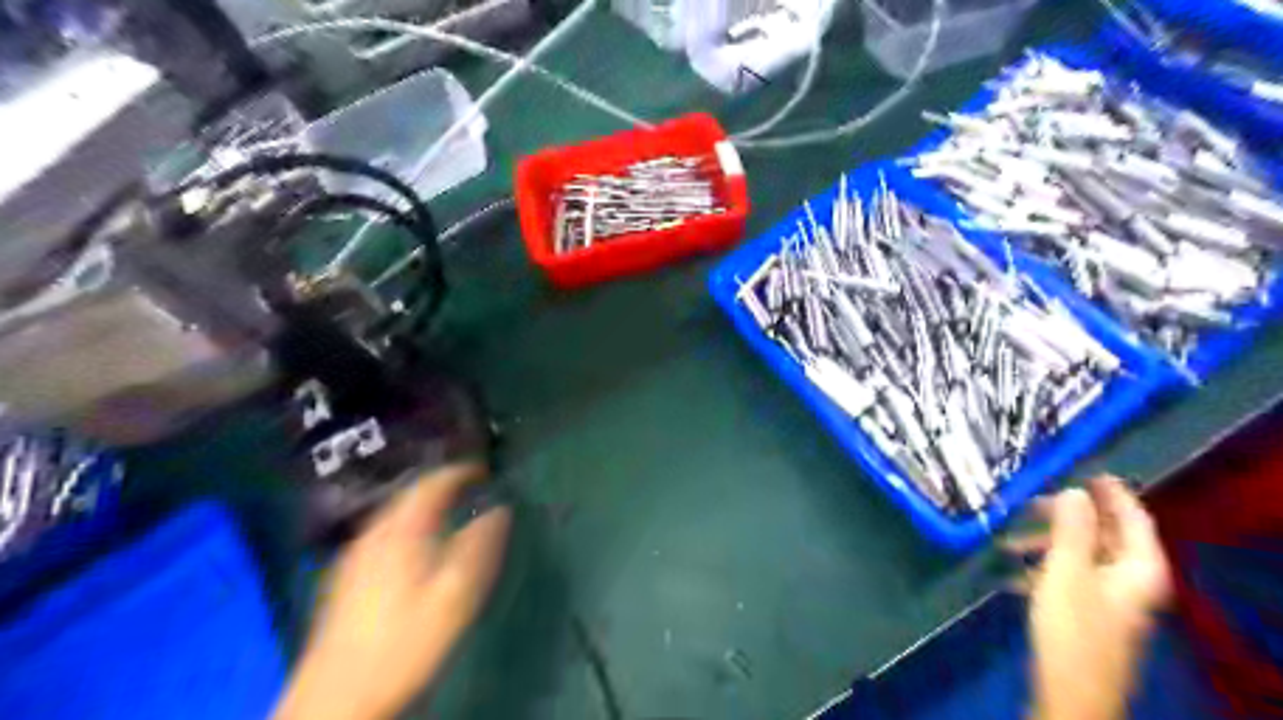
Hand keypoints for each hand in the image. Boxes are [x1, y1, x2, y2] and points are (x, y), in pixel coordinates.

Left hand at [272, 466, 512, 718]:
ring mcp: (355, 554)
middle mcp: (375, 533)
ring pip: (393, 513)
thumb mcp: (456, 595)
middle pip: (409, 494)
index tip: (486, 471)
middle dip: (441, 485)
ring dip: (422, 504)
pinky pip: (382, 532)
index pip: (433, 483)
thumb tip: (500, 510)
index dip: (461, 472)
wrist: (336, 698)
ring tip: (447, 510)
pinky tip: (412, 545)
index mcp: (403, 531)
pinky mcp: (345, 576)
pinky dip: (405, 524)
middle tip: (470, 487)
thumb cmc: (406, 642)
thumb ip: (480, 547)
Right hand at [1007, 477, 1176, 718]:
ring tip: (1008, 538)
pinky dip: (1042, 566)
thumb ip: (1071, 529)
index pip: (1134, 519)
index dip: (1112, 493)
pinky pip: (1068, 575)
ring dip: (1046, 542)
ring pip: (1081, 555)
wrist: (1070, 688)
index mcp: (1138, 567)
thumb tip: (1074, 491)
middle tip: (1031, 500)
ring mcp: (1110, 597)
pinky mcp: (1089, 612)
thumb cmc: (1072, 626)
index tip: (1085, 469)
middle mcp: (1130, 579)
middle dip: (1066, 516)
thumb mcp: (1067, 570)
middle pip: (1104, 535)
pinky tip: (1011, 569)